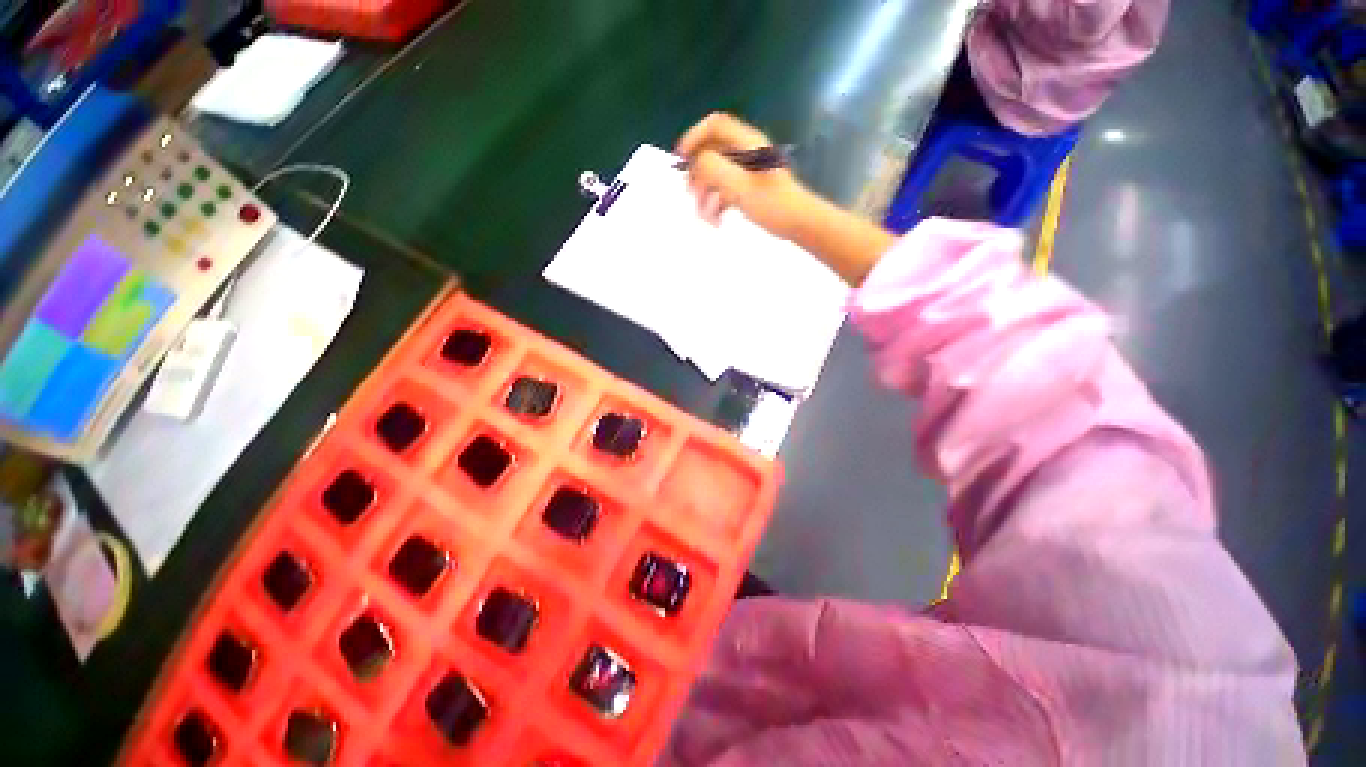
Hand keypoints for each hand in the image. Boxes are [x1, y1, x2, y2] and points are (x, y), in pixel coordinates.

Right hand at [676, 112, 813, 236]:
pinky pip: (726, 189)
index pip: (715, 125)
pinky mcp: (750, 188)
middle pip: (713, 151)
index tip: (681, 160)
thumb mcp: (739, 186)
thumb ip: (714, 169)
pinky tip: (716, 220)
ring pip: (718, 174)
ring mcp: (749, 171)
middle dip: (698, 174)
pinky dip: (717, 203)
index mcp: (747, 143)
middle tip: (691, 195)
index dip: (694, 137)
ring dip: (707, 194)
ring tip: (705, 217)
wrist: (799, 223)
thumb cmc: (772, 204)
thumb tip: (695, 163)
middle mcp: (747, 152)